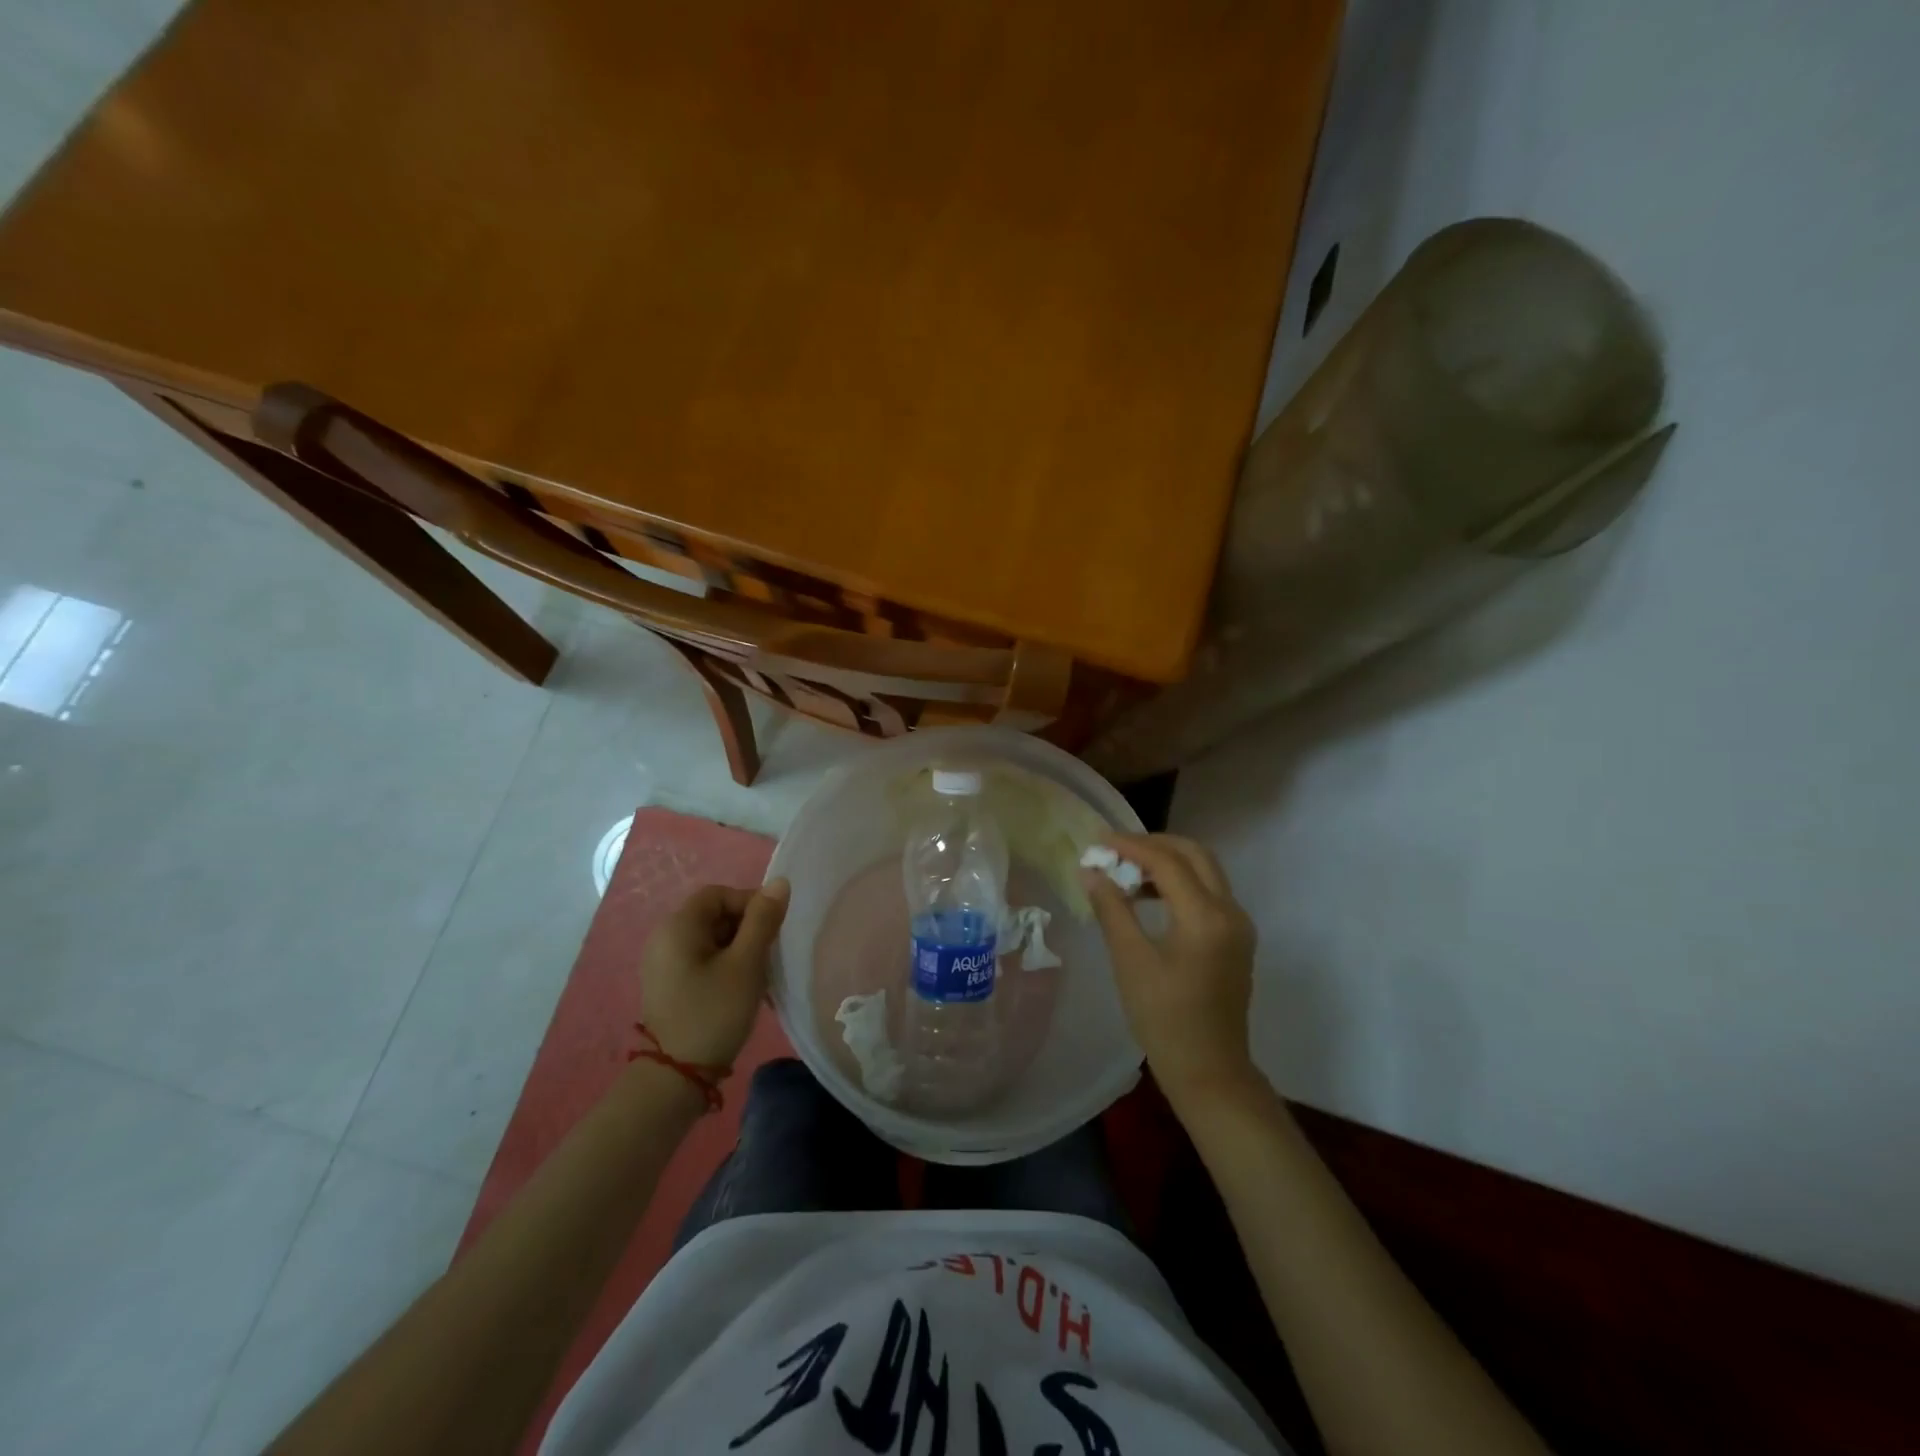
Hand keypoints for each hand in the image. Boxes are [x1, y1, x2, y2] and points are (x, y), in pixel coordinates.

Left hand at [640, 879, 789, 1068]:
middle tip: (768, 954)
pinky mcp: (668, 984)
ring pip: (710, 938)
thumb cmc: (714, 1013)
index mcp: (678, 926)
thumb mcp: (746, 963)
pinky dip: (724, 964)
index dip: (750, 903)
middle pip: (714, 914)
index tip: (773, 930)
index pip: (719, 894)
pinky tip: (740, 989)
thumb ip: (763, 920)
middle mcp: (664, 937)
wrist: (677, 1078)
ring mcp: (663, 963)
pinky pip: (701, 959)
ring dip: (738, 948)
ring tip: (757, 974)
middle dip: (746, 927)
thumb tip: (779, 882)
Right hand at [1083, 834, 1257, 1108]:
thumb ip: (1112, 909)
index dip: (1131, 846)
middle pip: (1195, 854)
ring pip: (1205, 871)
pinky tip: (1149, 898)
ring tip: (1127, 872)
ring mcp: (1239, 925)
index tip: (1098, 842)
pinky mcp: (1237, 938)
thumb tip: (1091, 872)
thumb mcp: (1130, 961)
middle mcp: (1230, 911)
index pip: (1167, 861)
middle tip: (1116, 850)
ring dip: (1168, 862)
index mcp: (1205, 916)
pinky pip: (1209, 892)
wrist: (1209, 1070)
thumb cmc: (1164, 1018)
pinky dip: (1180, 883)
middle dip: (1154, 844)